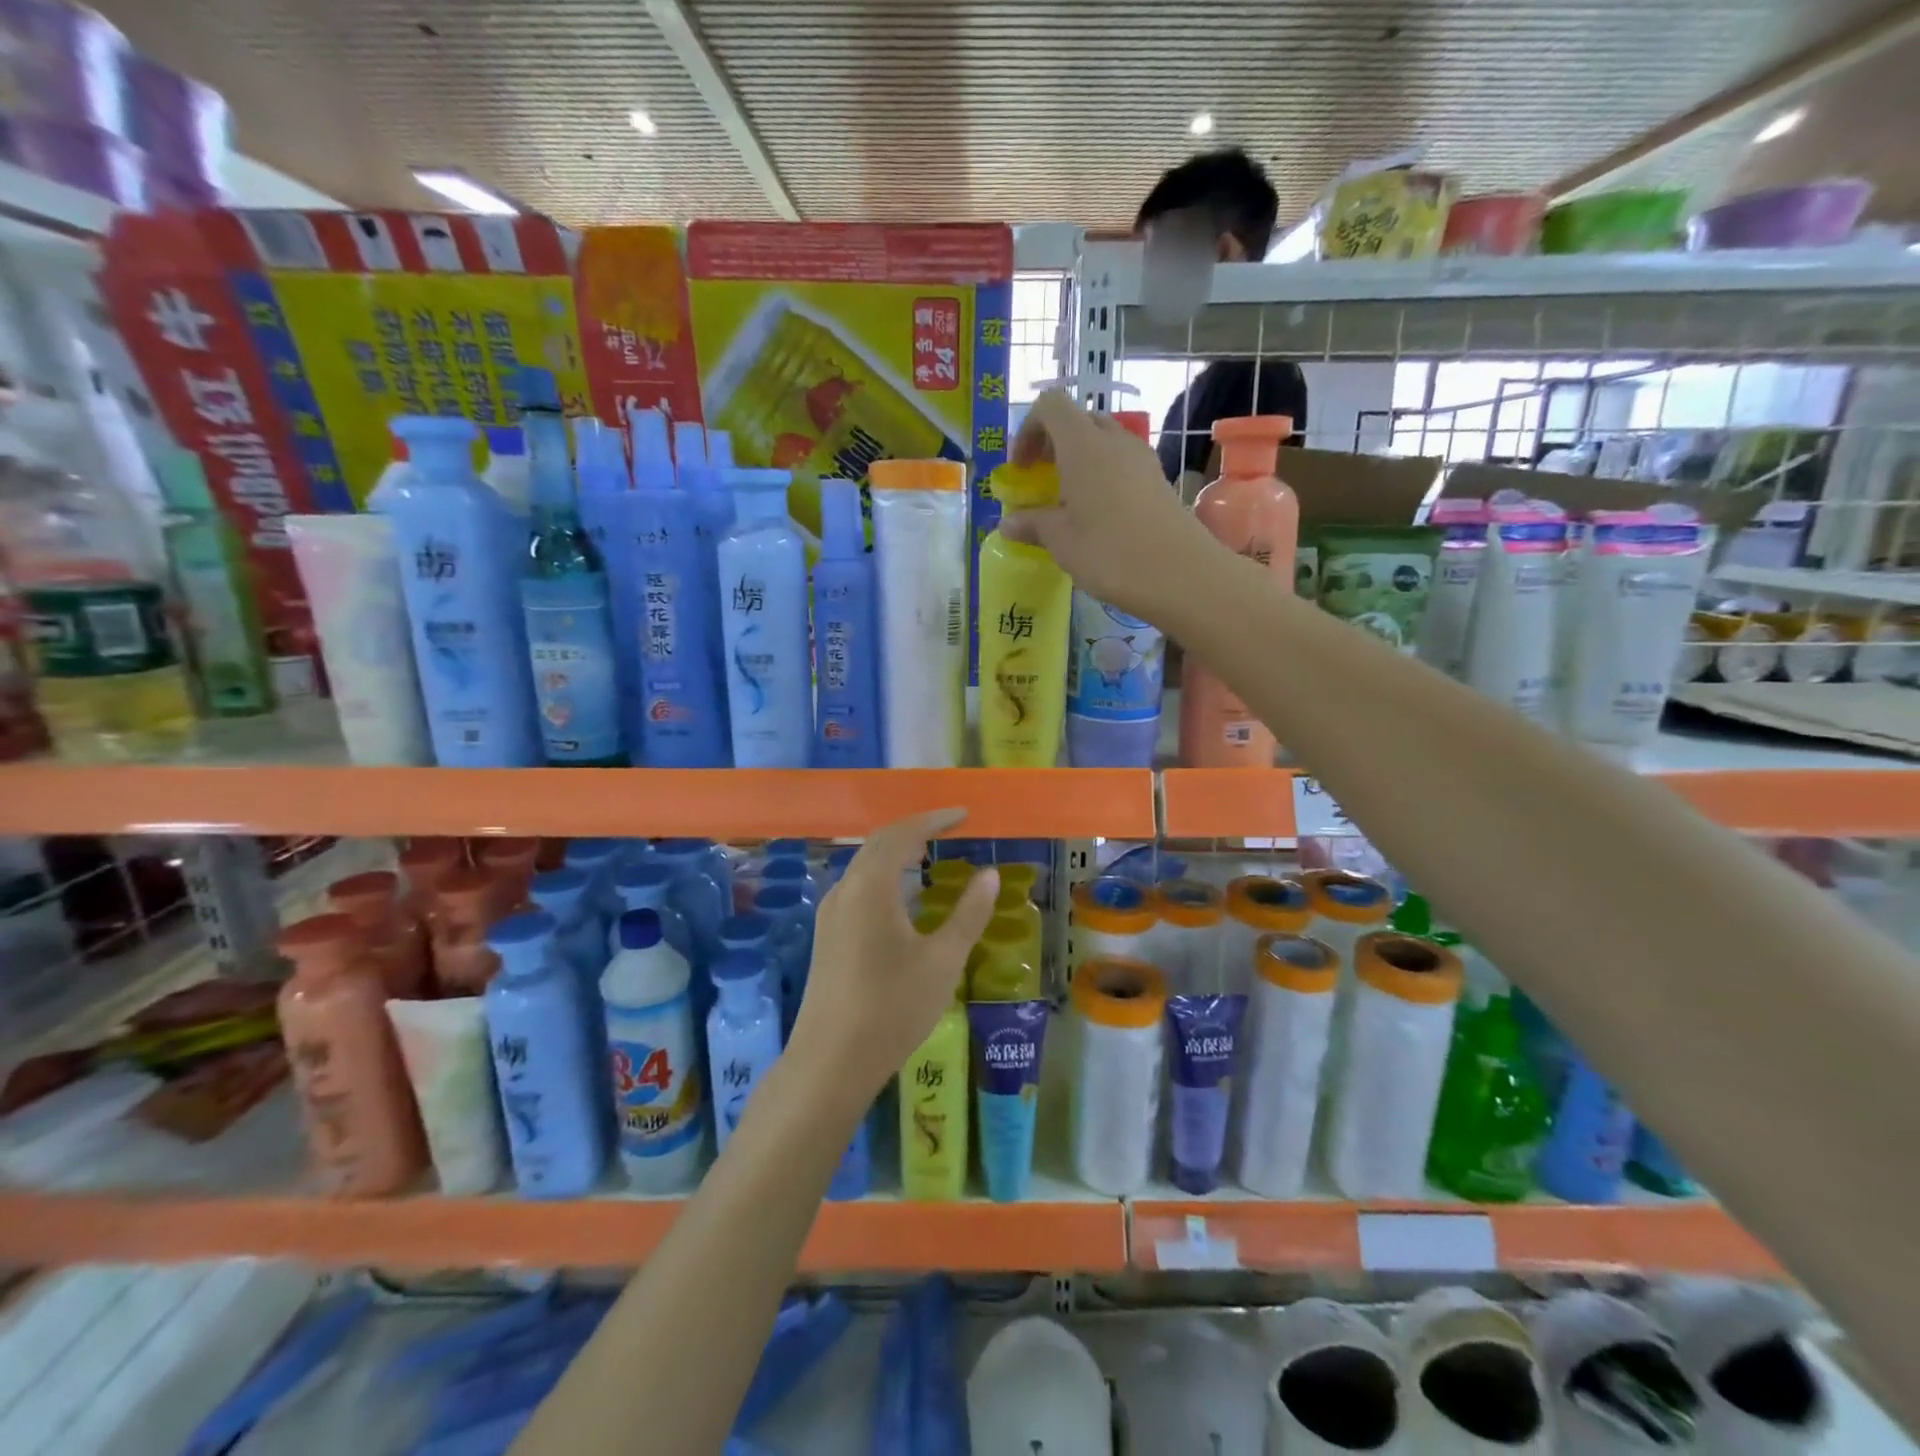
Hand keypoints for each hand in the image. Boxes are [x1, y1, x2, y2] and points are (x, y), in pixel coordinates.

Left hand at [787, 810, 998, 1111]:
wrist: (830, 1061)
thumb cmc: (892, 1008)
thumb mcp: (942, 961)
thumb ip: (968, 913)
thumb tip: (990, 875)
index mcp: (871, 887)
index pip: (903, 834)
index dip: (934, 820)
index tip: (963, 815)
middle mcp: (845, 890)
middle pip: (879, 843)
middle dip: (914, 830)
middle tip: (949, 829)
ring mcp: (831, 913)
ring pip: (864, 865)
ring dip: (896, 852)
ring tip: (929, 856)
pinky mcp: (828, 935)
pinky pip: (858, 886)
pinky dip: (884, 876)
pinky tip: (903, 898)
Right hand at [999, 389, 1216, 621]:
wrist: (1179, 573)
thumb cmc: (1109, 551)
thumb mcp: (1060, 541)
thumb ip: (1032, 524)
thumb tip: (1007, 523)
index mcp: (1082, 444)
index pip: (1050, 406)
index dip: (1028, 430)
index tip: (1021, 469)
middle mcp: (1113, 440)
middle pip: (1079, 420)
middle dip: (1054, 444)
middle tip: (1042, 481)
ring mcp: (1141, 458)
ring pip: (1104, 442)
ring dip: (1081, 461)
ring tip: (1070, 501)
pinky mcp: (1158, 480)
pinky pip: (1123, 464)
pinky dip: (1104, 477)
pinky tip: (1098, 515)